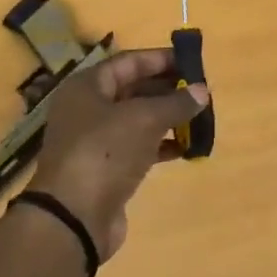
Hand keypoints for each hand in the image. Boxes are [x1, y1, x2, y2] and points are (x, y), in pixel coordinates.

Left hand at [26, 47, 209, 262]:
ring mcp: (95, 141)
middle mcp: (87, 109)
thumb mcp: (144, 119)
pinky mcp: (105, 169)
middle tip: (200, 92)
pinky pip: (138, 147)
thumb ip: (175, 103)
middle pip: (132, 89)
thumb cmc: (105, 152)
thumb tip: (202, 91)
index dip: (160, 59)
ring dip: (167, 118)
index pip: (128, 62)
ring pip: (137, 120)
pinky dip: (161, 146)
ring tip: (199, 118)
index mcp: (87, 86)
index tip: (192, 61)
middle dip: (167, 89)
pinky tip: (186, 149)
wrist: (74, 217)